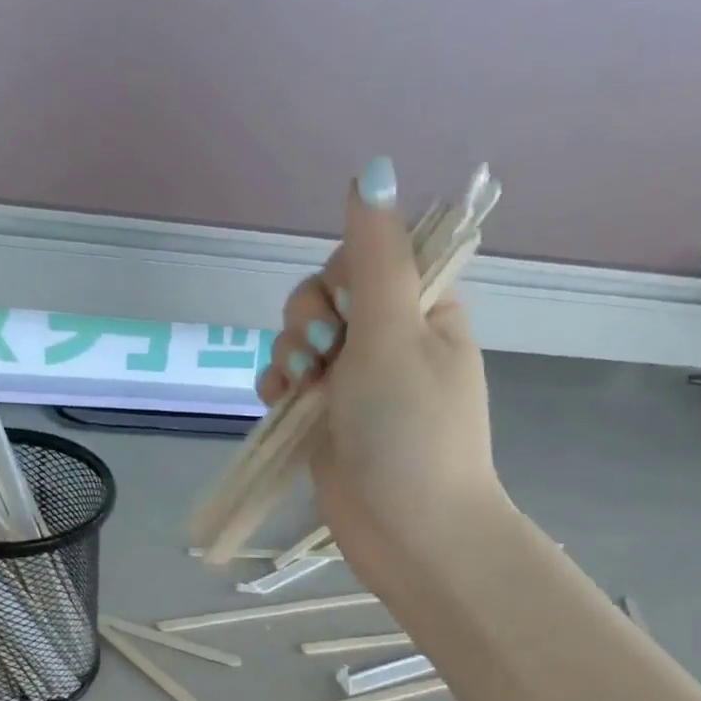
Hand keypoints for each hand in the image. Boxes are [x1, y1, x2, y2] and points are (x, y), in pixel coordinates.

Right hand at [256, 160, 507, 589]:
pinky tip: (279, 402)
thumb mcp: (394, 331)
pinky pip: (289, 384)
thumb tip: (373, 169)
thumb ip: (375, 255)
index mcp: (422, 310)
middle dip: (310, 318)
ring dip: (289, 354)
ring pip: (300, 340)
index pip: (370, 256)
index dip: (342, 273)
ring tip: (302, 388)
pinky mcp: (325, 423)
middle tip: (323, 353)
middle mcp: (388, 342)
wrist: (408, 531)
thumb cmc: (409, 430)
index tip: (345, 306)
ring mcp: (354, 386)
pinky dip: (278, 387)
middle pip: (326, 296)